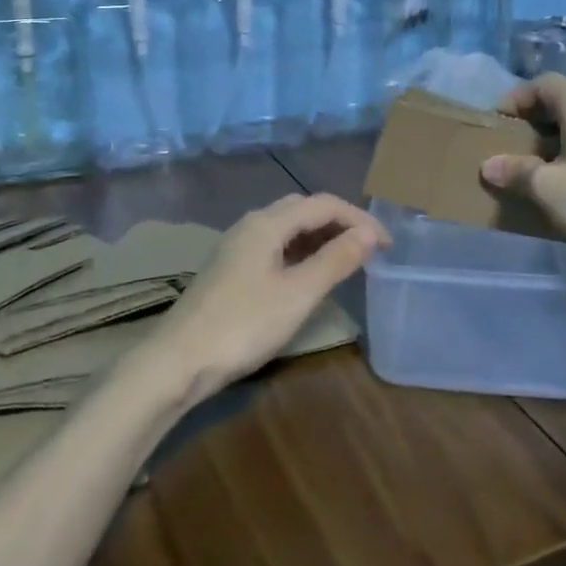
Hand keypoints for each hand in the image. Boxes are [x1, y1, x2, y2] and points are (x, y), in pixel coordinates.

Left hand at [146, 194, 389, 398]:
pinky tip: (308, 276)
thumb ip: (336, 260)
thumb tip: (368, 234)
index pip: (323, 204)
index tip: (387, 244)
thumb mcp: (299, 294)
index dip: (359, 218)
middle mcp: (251, 225)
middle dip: (339, 222)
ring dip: (320, 237)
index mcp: (268, 223)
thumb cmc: (244, 325)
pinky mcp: (230, 269)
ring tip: (346, 260)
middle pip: (303, 209)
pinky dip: (300, 252)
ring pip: (287, 228)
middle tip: (368, 248)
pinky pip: (274, 246)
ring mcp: (236, 247)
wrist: (177, 361)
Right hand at [480, 74, 565, 259]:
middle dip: (536, 123)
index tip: (497, 122)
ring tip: (541, 171)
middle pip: (565, 103)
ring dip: (559, 142)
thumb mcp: (549, 188)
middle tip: (514, 148)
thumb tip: (489, 165)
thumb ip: (516, 172)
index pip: (543, 83)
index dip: (517, 98)